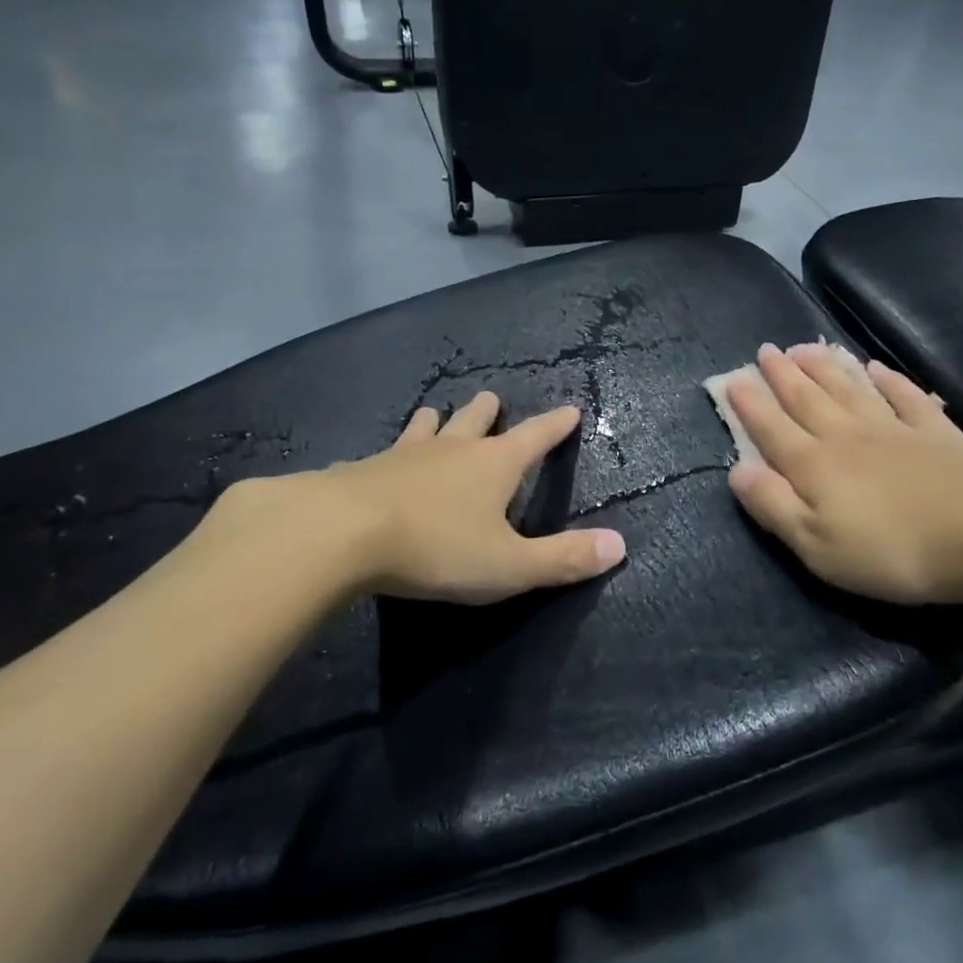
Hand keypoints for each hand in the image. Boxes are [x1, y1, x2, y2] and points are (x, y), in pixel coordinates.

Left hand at [199, 392, 625, 606]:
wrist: (343, 534)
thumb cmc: (437, 548)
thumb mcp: (509, 565)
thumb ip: (563, 558)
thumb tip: (620, 546)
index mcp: (494, 465)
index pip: (535, 437)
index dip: (555, 426)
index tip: (570, 408)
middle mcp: (452, 450)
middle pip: (475, 420)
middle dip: (488, 411)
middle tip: (492, 397)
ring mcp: (404, 455)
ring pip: (426, 428)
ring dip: (436, 421)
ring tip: (435, 411)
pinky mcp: (363, 470)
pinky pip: (381, 455)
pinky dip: (388, 454)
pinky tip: (371, 461)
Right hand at [723, 344, 962, 603]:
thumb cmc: (892, 550)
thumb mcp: (817, 545)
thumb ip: (773, 505)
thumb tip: (736, 469)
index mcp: (814, 464)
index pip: (772, 428)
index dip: (749, 404)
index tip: (731, 379)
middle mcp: (846, 435)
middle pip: (807, 398)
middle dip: (782, 374)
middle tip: (766, 350)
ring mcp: (893, 428)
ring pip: (849, 388)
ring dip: (824, 367)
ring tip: (805, 347)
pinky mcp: (935, 431)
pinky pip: (904, 396)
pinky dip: (888, 379)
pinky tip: (876, 368)